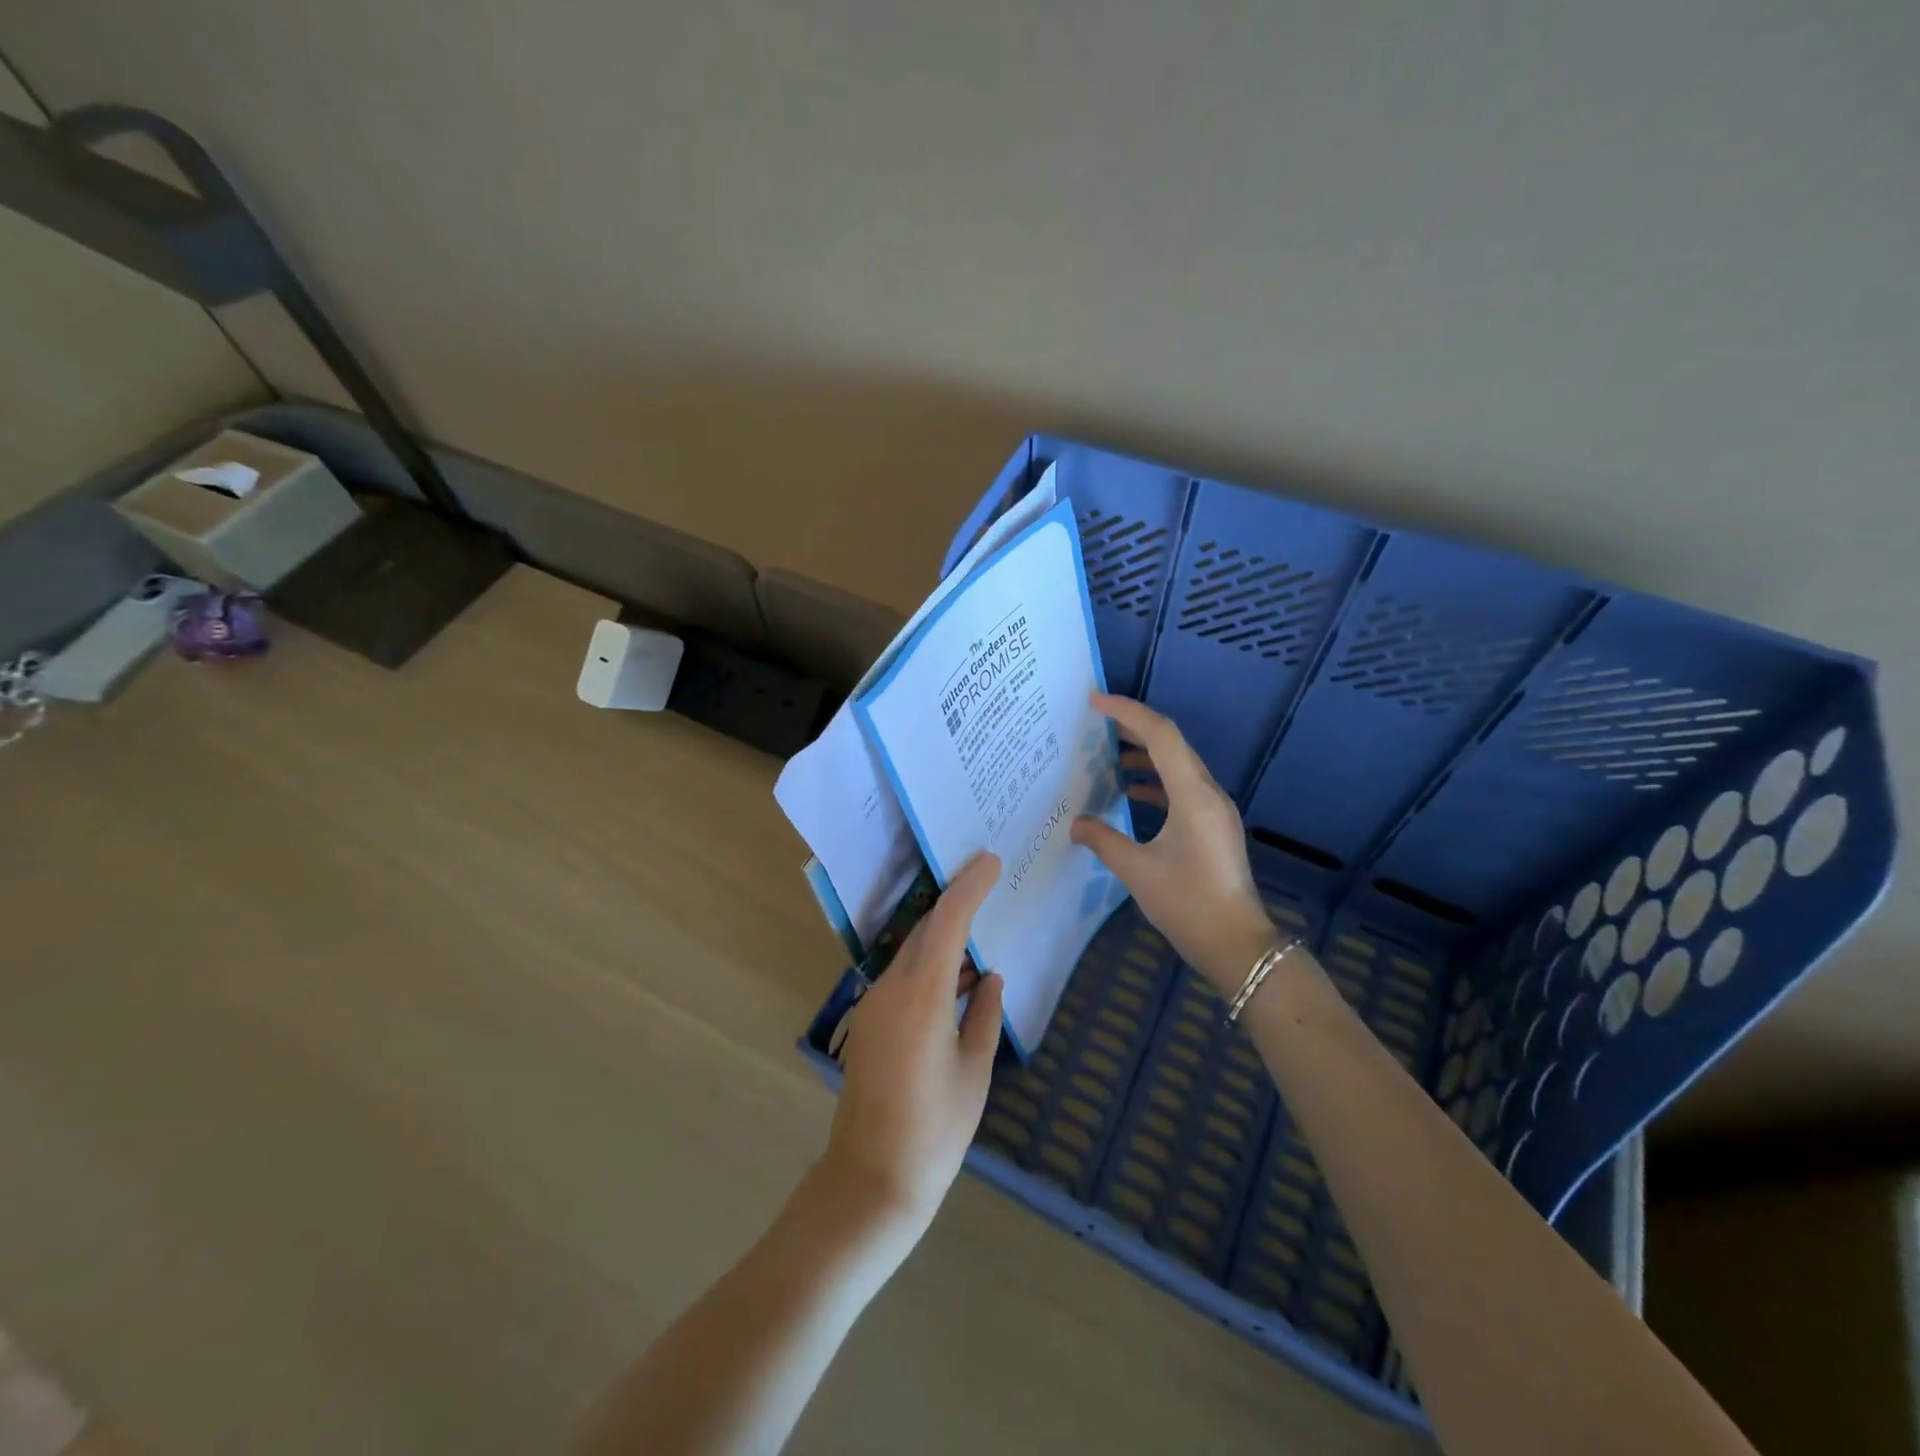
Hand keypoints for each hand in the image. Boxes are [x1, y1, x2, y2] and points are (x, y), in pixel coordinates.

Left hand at [821, 852, 1003, 1239]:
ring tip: (981, 947)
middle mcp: (891, 990)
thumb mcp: (974, 1072)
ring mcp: (873, 1005)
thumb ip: (986, 1016)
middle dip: (955, 906)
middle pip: (925, 931)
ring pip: (912, 954)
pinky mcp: (867, 1023)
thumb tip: (991, 979)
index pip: (946, 922)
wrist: (871, 1179)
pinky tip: (957, 988)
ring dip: (943, 942)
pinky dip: (930, 969)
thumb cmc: (935, 1131)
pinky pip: (902, 979)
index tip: (990, 862)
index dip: (969, 887)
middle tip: (989, 890)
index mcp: (923, 997)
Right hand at [1070, 694, 1276, 994]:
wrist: (1236, 945)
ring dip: (1145, 754)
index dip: (1127, 712)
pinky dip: (1156, 782)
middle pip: (1171, 744)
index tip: (1095, 702)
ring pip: (1178, 765)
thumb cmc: (1187, 904)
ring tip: (1107, 753)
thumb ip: (1103, 840)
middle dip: (1134, 727)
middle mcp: (1208, 793)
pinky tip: (1130, 792)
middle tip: (1096, 721)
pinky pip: (1182, 788)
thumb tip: (1076, 823)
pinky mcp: (1214, 826)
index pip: (1160, 735)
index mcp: (1192, 795)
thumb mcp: (1137, 871)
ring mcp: (1215, 810)